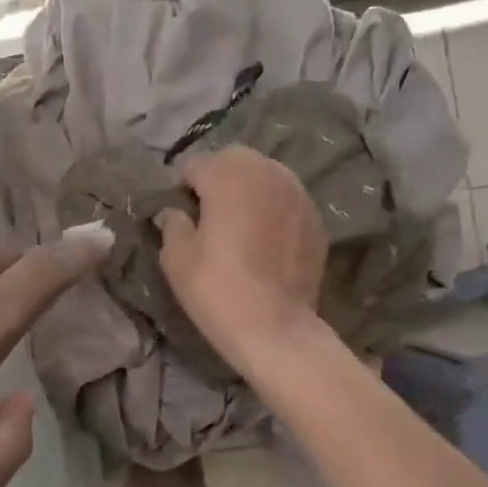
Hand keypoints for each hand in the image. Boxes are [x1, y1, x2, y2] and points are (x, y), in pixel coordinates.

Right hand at [157, 145, 327, 374]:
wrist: (275, 328)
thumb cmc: (217, 290)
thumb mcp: (176, 259)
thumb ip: (172, 224)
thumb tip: (174, 211)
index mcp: (228, 177)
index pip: (196, 164)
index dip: (184, 186)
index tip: (182, 213)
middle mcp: (266, 173)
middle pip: (235, 158)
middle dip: (219, 177)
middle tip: (209, 212)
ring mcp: (297, 193)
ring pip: (266, 173)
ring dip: (248, 188)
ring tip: (239, 221)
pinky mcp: (315, 217)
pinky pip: (286, 198)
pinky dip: (272, 206)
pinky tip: (265, 237)